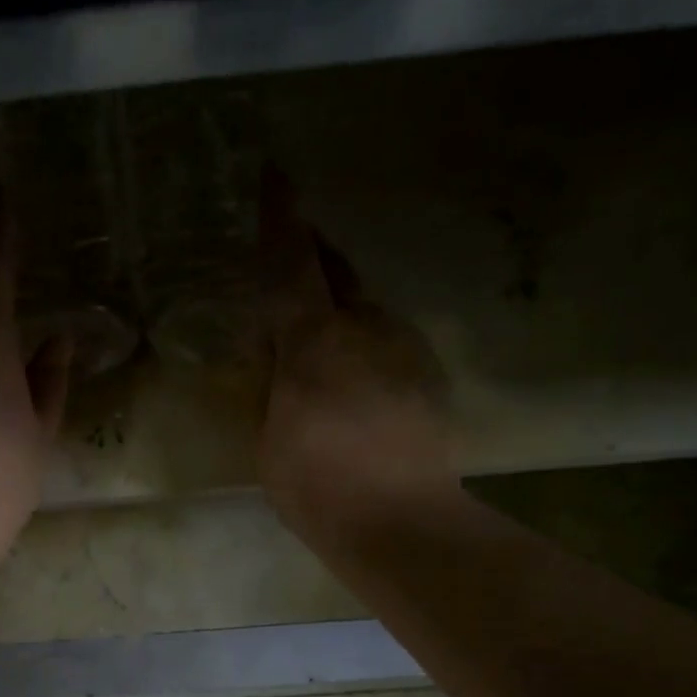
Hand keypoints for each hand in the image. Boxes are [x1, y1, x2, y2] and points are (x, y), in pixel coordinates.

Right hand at [257, 171, 459, 546]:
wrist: (398, 521)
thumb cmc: (316, 485)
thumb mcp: (268, 437)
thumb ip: (270, 384)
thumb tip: (275, 351)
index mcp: (314, 340)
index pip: (291, 263)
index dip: (279, 218)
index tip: (274, 174)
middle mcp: (365, 326)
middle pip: (337, 270)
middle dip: (313, 255)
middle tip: (290, 254)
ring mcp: (404, 346)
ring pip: (365, 306)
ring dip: (340, 306)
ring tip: (319, 332)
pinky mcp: (427, 373)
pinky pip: (387, 339)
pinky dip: (364, 342)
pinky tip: (354, 376)